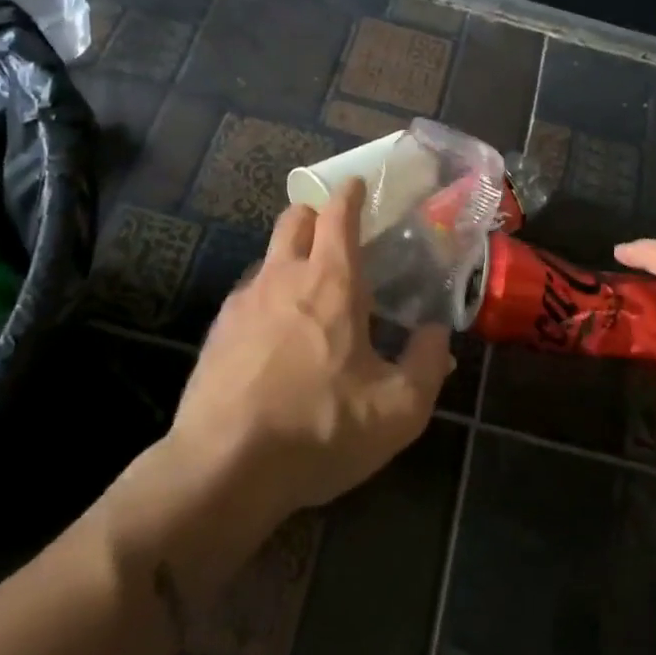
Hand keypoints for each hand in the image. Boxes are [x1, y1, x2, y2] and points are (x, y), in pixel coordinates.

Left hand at [165, 179, 453, 520]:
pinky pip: (248, 296)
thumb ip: (427, 364)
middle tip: (336, 233)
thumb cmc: (320, 429)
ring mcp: (243, 303)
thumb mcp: (398, 410)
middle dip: (314, 213)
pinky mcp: (217, 333)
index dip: (350, 193)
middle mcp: (283, 278)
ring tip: (310, 294)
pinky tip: (277, 337)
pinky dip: (268, 298)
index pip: (338, 214)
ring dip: (290, 258)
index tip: (358, 184)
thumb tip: (439, 334)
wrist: (222, 470)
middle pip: (293, 218)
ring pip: (268, 257)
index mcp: (332, 283)